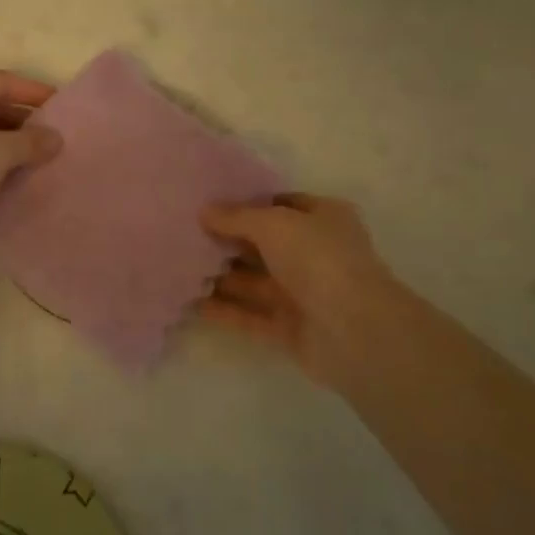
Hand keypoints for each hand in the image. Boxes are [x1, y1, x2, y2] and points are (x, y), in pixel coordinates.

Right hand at [200, 195, 406, 389]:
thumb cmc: (318, 259)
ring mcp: (303, 293)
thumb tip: (205, 211)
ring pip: (255, 281)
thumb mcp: (274, 224)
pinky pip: (251, 315)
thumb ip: (237, 217)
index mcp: (323, 218)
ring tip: (180, 267)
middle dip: (228, 240)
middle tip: (185, 234)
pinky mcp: (290, 329)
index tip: (209, 204)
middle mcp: (314, 253)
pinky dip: (225, 310)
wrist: (354, 330)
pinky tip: (192, 303)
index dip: (248, 203)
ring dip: (222, 275)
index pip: (281, 205)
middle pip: (264, 244)